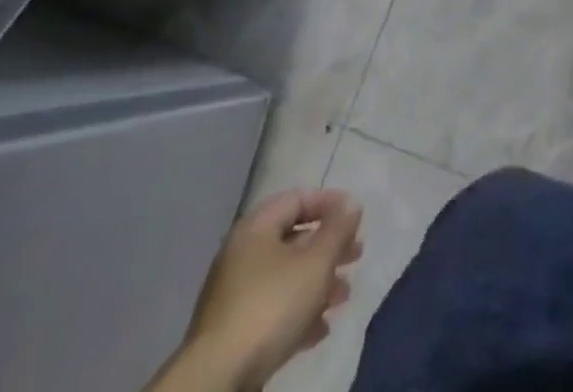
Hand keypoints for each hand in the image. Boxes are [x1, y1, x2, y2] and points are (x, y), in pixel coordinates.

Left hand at [178, 188, 364, 388]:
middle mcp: (242, 255)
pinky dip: (298, 312)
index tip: (355, 216)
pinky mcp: (232, 332)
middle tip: (356, 256)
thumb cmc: (271, 307)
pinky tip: (320, 330)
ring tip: (343, 296)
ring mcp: (234, 296)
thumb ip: (337, 229)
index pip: (297, 199)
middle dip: (328, 248)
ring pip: (286, 277)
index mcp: (256, 228)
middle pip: (293, 239)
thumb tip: (351, 204)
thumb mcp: (316, 262)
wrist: (216, 381)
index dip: (329, 203)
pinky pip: (273, 309)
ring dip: (318, 283)